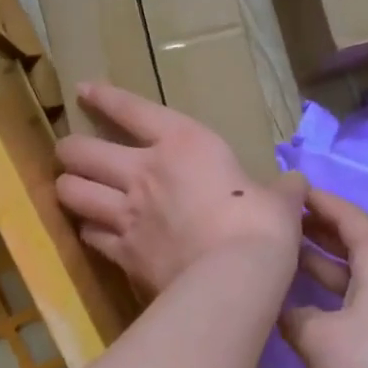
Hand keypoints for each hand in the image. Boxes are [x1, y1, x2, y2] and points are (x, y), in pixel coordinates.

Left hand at [55, 82, 305, 296]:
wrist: (234, 277)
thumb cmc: (261, 225)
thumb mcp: (280, 201)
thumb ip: (281, 190)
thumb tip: (297, 186)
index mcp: (182, 144)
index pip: (131, 109)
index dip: (104, 97)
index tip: (84, 90)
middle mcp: (143, 172)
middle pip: (80, 151)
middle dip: (71, 150)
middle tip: (74, 155)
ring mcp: (126, 214)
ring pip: (71, 192)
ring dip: (70, 190)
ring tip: (74, 191)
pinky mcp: (121, 253)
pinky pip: (89, 237)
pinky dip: (89, 234)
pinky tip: (94, 235)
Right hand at [279, 186, 367, 367]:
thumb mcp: (319, 336)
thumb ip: (292, 315)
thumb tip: (280, 309)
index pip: (347, 215)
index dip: (319, 201)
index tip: (290, 190)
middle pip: (349, 241)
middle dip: (315, 229)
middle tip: (277, 222)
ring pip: (349, 273)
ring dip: (318, 263)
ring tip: (280, 256)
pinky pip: (352, 298)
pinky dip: (326, 293)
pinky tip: (298, 303)